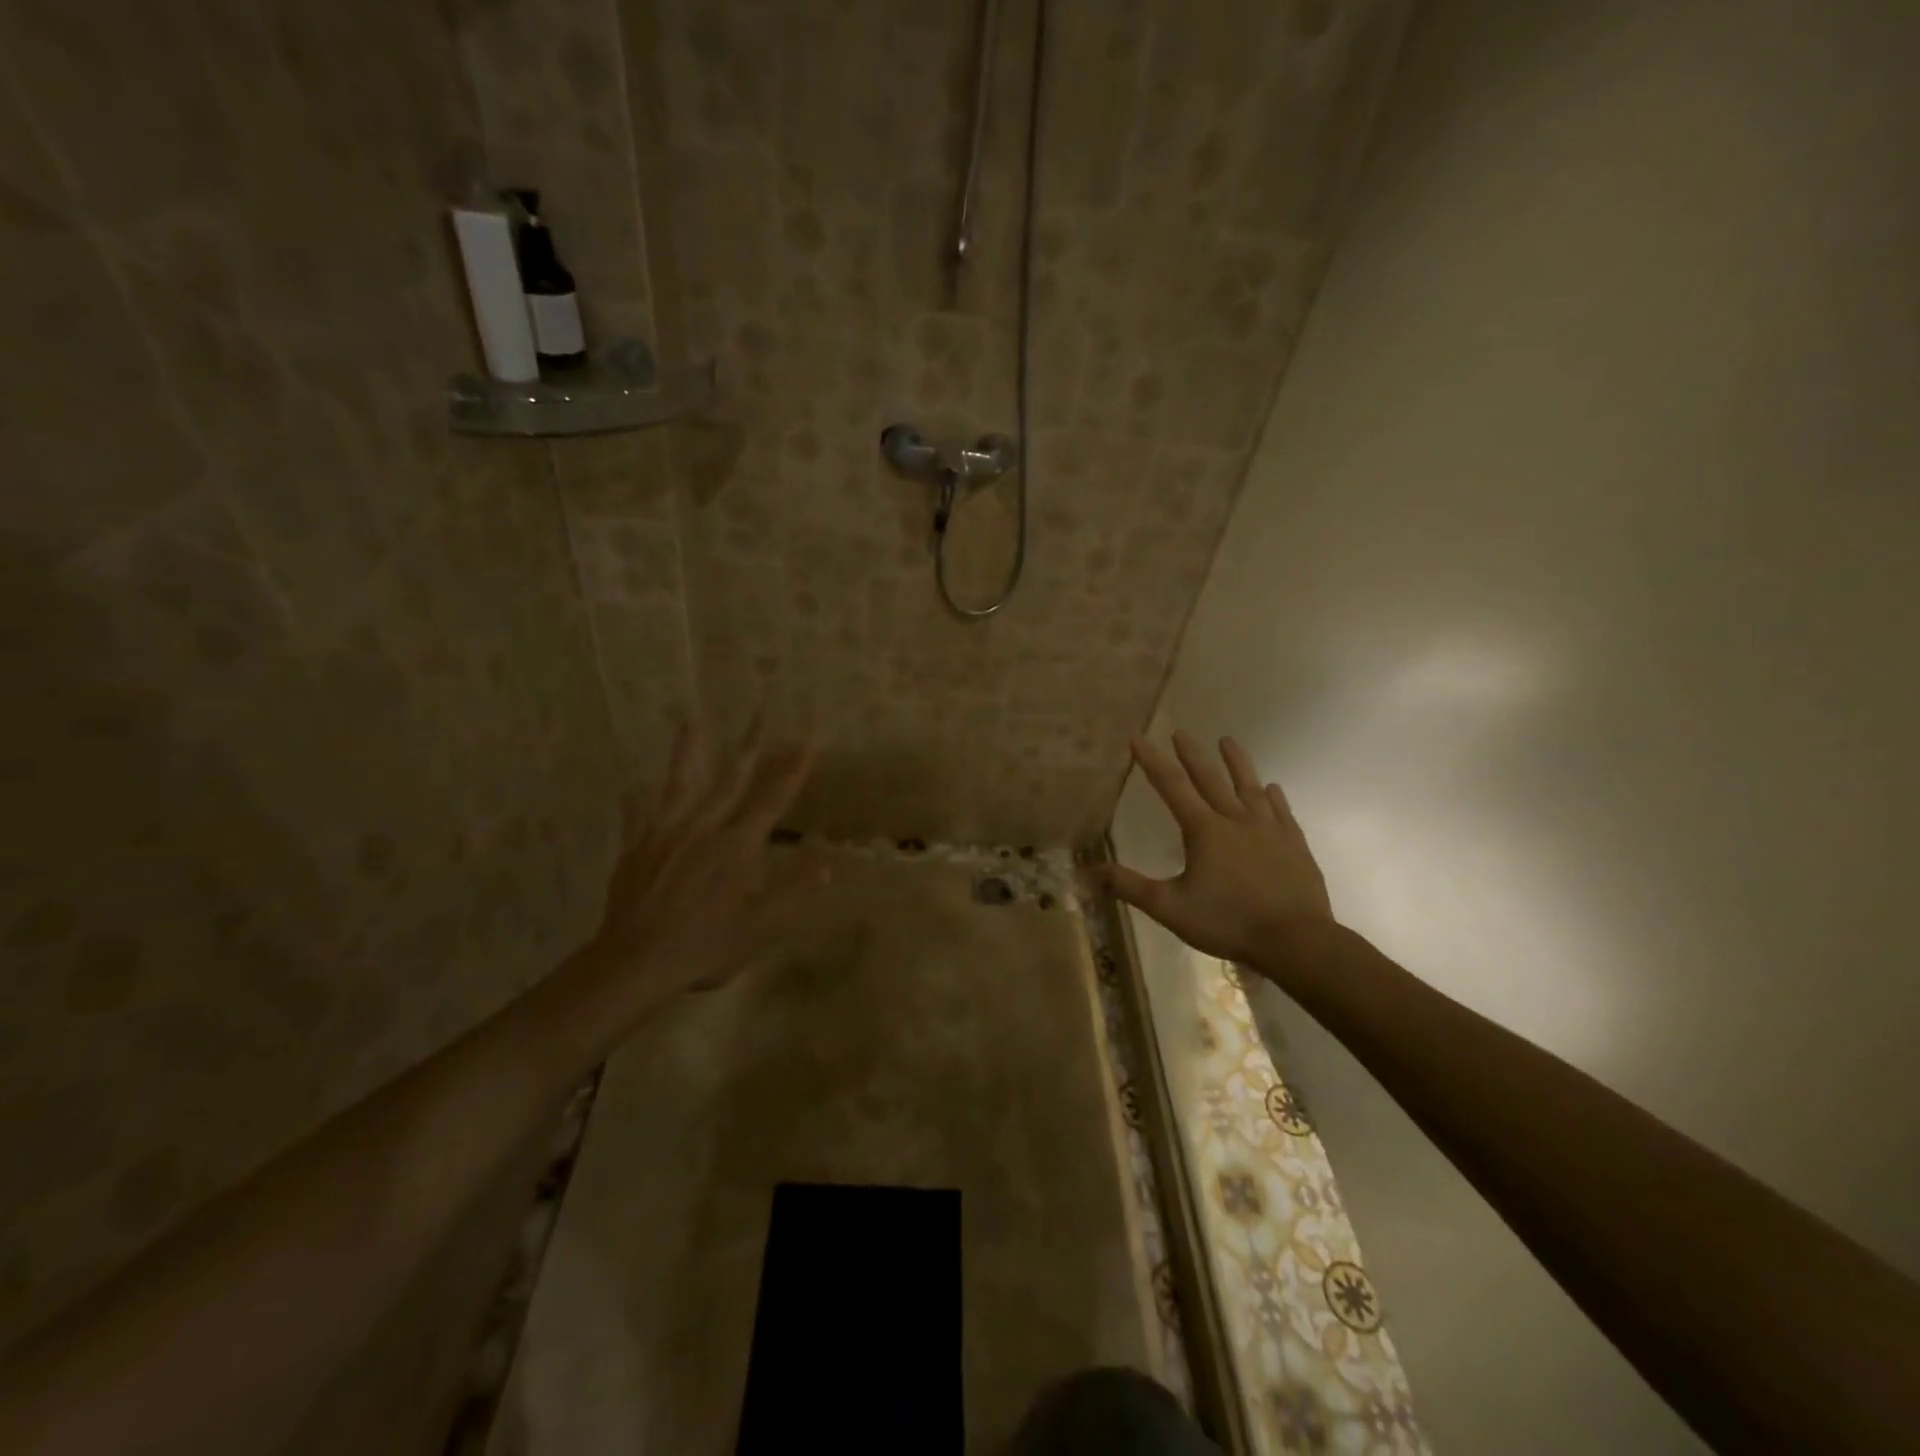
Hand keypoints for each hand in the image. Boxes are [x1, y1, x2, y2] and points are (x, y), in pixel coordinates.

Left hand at [590, 720, 813, 998]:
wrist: (637, 961)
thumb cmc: (706, 946)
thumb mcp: (761, 926)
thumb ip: (794, 890)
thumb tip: (827, 860)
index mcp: (737, 846)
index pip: (772, 800)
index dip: (792, 771)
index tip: (806, 743)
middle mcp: (704, 828)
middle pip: (731, 779)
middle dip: (750, 744)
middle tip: (760, 711)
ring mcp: (666, 834)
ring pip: (679, 784)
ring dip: (687, 752)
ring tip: (689, 721)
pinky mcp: (637, 847)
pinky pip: (637, 816)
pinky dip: (637, 801)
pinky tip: (632, 785)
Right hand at [1101, 732, 1335, 981]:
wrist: (1296, 940)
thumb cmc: (1229, 922)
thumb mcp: (1170, 908)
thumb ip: (1129, 887)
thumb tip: (1087, 872)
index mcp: (1204, 831)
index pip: (1172, 786)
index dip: (1152, 761)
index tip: (1138, 737)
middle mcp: (1236, 820)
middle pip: (1210, 779)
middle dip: (1191, 754)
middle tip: (1180, 732)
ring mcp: (1269, 830)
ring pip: (1250, 787)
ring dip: (1237, 763)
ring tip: (1228, 741)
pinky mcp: (1294, 845)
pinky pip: (1281, 812)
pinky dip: (1273, 797)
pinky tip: (1272, 789)